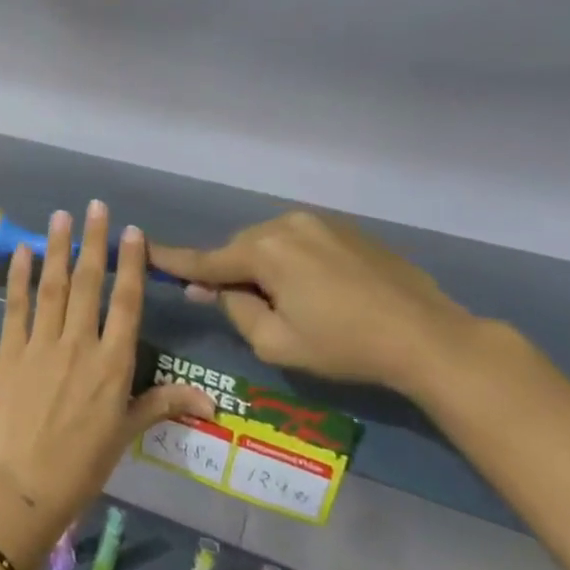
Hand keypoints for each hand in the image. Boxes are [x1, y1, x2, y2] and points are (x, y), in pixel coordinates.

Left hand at [0, 203, 212, 569]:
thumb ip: (163, 405)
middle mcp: (80, 344)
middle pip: (90, 284)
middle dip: (94, 242)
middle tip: (96, 206)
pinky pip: (16, 306)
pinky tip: (23, 251)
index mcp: (113, 364)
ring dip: (58, 248)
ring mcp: (41, 344)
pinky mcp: (9, 350)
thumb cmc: (82, 463)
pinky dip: (19, 277)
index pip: (127, 303)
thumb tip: (212, 402)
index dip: (131, 264)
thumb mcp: (126, 432)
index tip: (132, 232)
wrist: (25, 483)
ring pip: (54, 286)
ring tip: (61, 215)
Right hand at [151, 212, 479, 396]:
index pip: (205, 260)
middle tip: (235, 305)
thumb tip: (214, 289)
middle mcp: (287, 225)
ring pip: (270, 244)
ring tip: (286, 303)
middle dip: (231, 273)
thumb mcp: (275, 342)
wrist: (429, 337)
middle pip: (239, 249)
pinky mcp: (348, 231)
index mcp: (264, 251)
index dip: (171, 260)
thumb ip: (235, 309)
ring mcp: (321, 223)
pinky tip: (316, 292)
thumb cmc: (344, 345)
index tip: (141, 249)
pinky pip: (300, 242)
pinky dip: (292, 263)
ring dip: (264, 268)